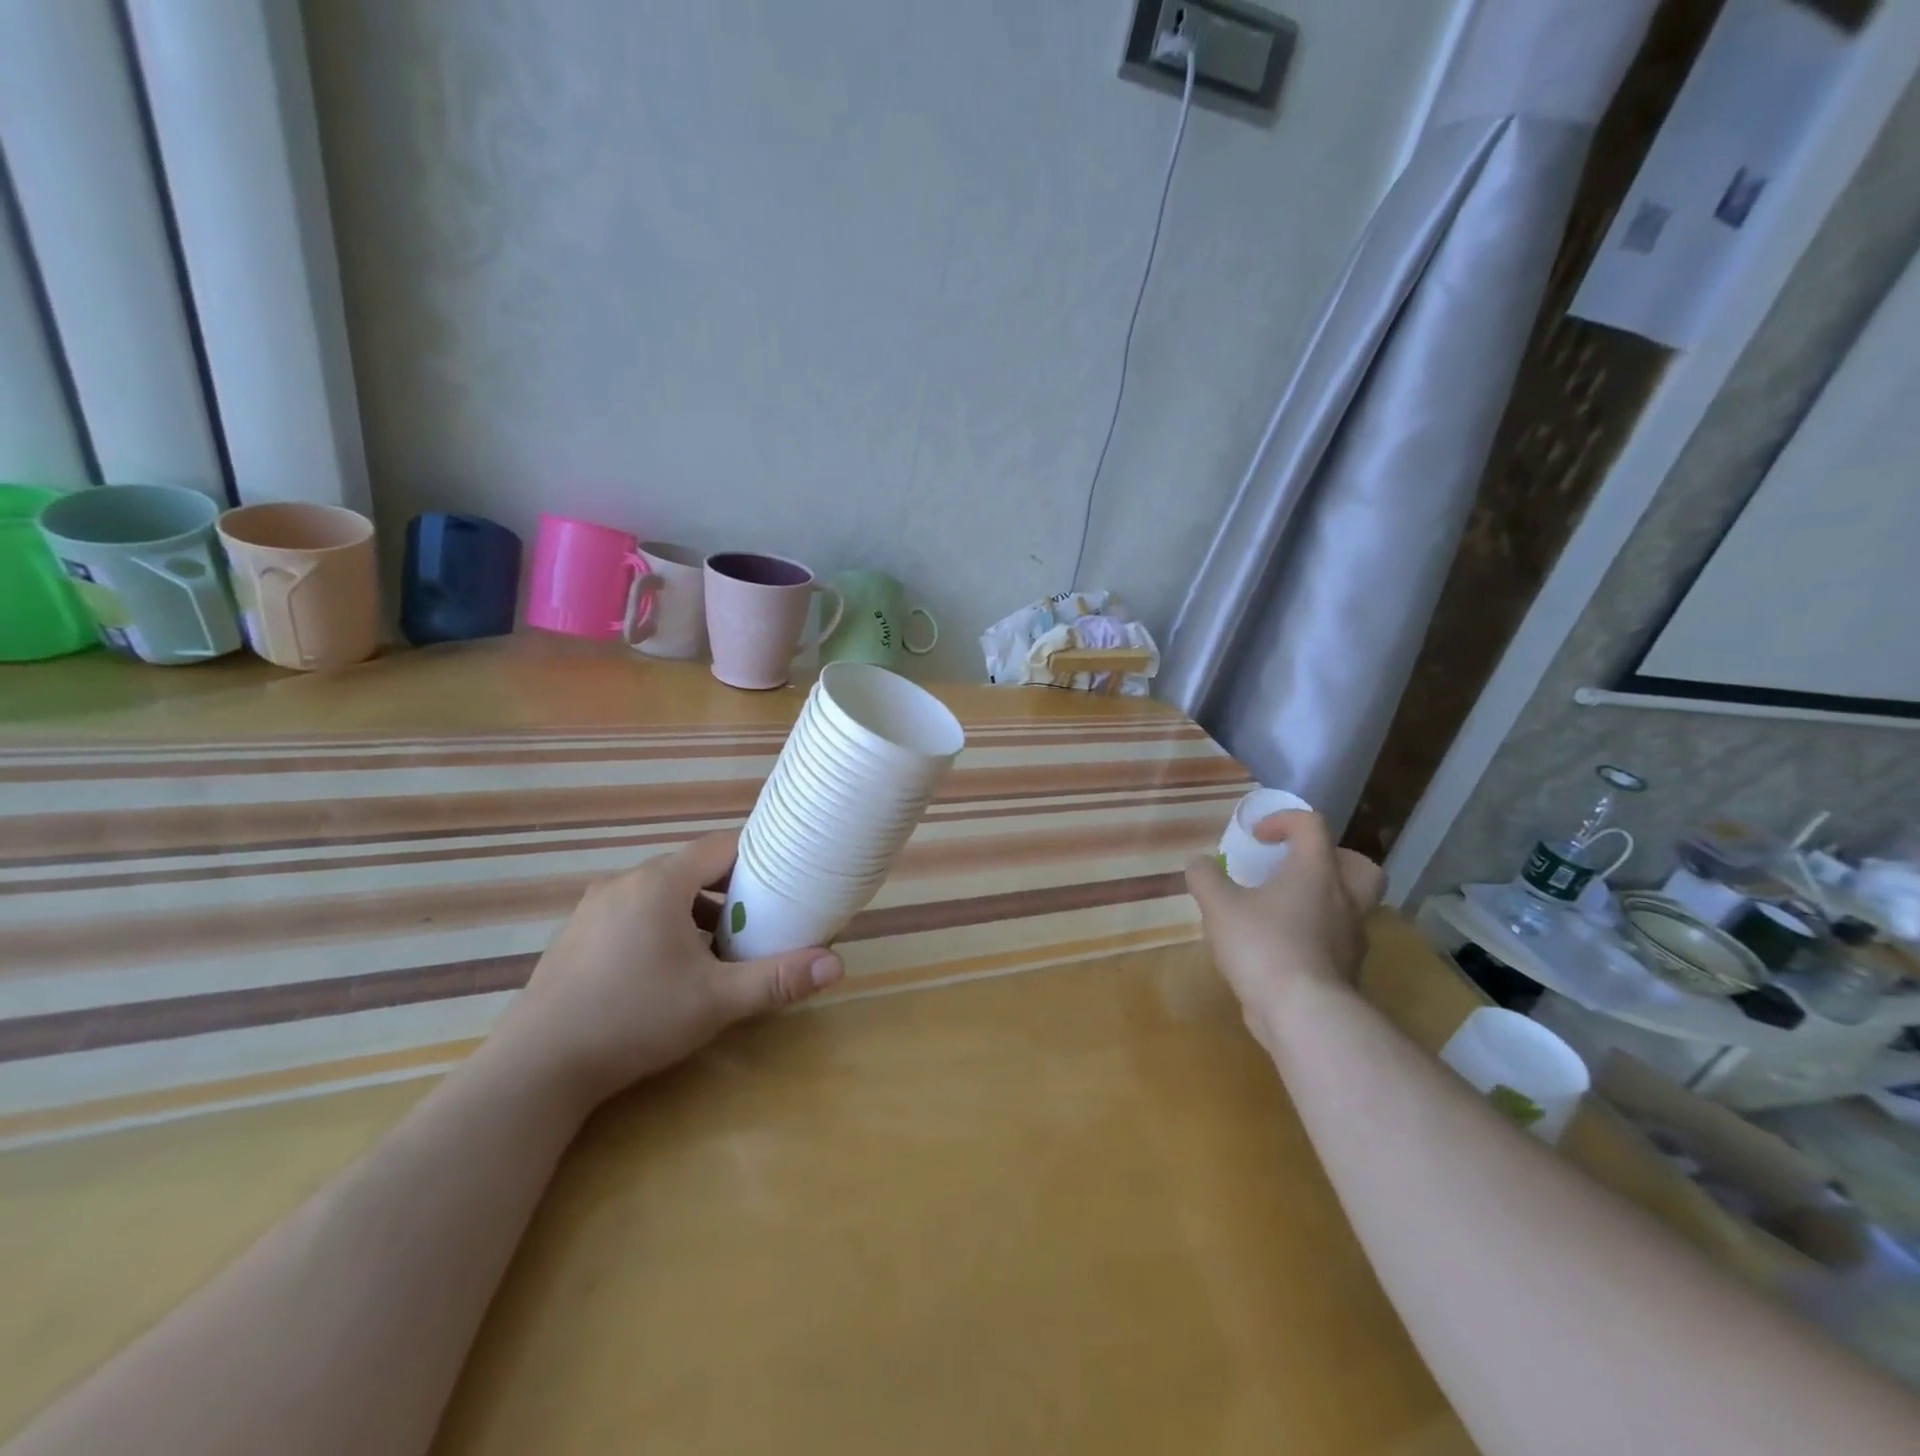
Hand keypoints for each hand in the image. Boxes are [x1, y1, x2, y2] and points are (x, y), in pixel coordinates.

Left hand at [497, 831, 842, 1106]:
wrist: (536, 1068)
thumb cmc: (635, 1018)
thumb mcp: (717, 1000)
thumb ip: (777, 979)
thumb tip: (837, 964)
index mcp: (660, 882)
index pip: (720, 848)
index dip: (756, 861)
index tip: (782, 884)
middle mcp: (624, 882)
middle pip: (691, 870)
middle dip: (727, 893)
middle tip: (756, 926)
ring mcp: (593, 909)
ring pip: (659, 894)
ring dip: (693, 913)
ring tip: (715, 952)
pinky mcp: (575, 937)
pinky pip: (631, 914)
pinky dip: (659, 928)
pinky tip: (665, 972)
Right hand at [1185, 810, 1385, 1049]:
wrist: (1304, 1014)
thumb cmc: (1263, 946)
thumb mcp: (1219, 906)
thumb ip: (1206, 878)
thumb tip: (1197, 862)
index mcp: (1316, 872)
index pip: (1312, 826)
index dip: (1283, 820)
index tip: (1256, 837)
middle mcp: (1343, 899)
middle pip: (1358, 866)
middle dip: (1329, 859)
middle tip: (1295, 868)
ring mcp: (1351, 938)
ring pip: (1351, 906)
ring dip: (1322, 900)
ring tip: (1282, 910)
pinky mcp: (1347, 971)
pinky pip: (1336, 940)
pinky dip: (1315, 935)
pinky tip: (1281, 947)